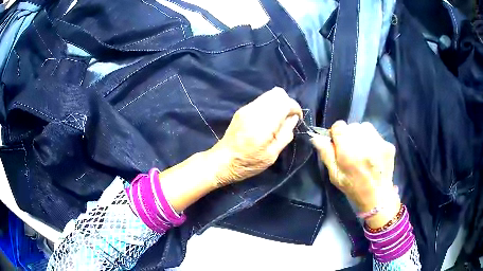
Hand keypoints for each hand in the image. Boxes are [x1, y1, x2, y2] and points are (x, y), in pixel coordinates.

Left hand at [210, 87, 301, 186]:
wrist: (223, 160)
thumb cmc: (249, 163)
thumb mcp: (272, 155)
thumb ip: (285, 134)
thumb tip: (293, 118)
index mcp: (263, 124)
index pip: (284, 102)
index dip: (295, 108)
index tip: (297, 118)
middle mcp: (254, 111)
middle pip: (278, 93)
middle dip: (287, 103)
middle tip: (288, 119)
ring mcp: (246, 108)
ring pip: (269, 94)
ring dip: (278, 104)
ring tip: (278, 120)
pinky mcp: (242, 110)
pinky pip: (261, 100)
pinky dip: (269, 106)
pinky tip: (268, 120)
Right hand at [310, 121, 399, 227]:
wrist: (378, 196)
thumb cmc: (353, 188)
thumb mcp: (335, 175)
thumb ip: (326, 154)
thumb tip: (316, 137)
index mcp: (349, 153)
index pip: (339, 126)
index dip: (336, 133)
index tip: (337, 144)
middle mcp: (365, 144)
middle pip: (352, 126)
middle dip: (349, 135)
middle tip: (351, 150)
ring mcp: (379, 144)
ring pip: (364, 127)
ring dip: (361, 135)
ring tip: (362, 149)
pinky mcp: (388, 144)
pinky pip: (376, 134)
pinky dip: (372, 140)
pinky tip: (372, 153)